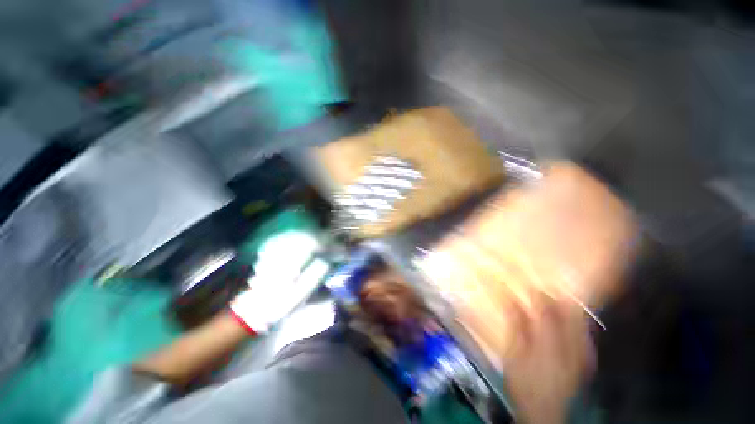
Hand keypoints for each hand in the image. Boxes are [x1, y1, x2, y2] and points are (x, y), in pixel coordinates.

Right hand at [503, 298, 592, 423]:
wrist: (543, 412)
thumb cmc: (523, 382)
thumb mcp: (513, 354)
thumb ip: (515, 326)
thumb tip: (510, 300)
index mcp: (548, 345)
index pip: (546, 312)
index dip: (538, 296)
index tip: (529, 285)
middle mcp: (570, 348)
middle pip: (568, 315)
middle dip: (557, 298)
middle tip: (544, 288)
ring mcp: (582, 355)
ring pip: (580, 323)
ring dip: (568, 308)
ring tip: (555, 298)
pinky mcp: (586, 361)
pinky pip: (585, 335)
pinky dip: (577, 323)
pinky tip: (569, 320)